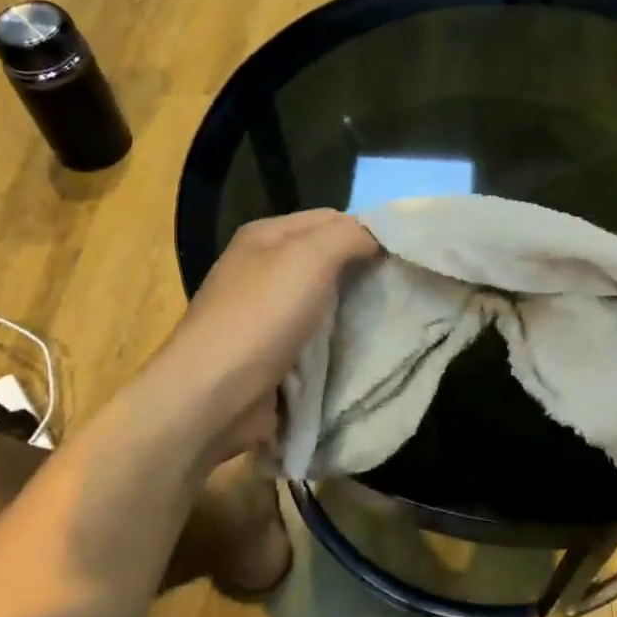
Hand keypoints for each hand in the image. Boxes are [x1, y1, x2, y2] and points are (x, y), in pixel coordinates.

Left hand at [155, 210, 379, 467]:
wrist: (212, 398)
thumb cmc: (260, 317)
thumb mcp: (310, 258)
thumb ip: (350, 235)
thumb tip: (380, 235)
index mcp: (265, 237)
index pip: (330, 218)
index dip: (368, 231)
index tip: (405, 255)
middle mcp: (261, 270)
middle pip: (328, 261)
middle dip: (364, 273)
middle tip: (404, 288)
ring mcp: (263, 316)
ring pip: (325, 303)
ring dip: (354, 312)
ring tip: (393, 320)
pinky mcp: (270, 356)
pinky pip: (316, 341)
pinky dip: (338, 346)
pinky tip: (364, 352)